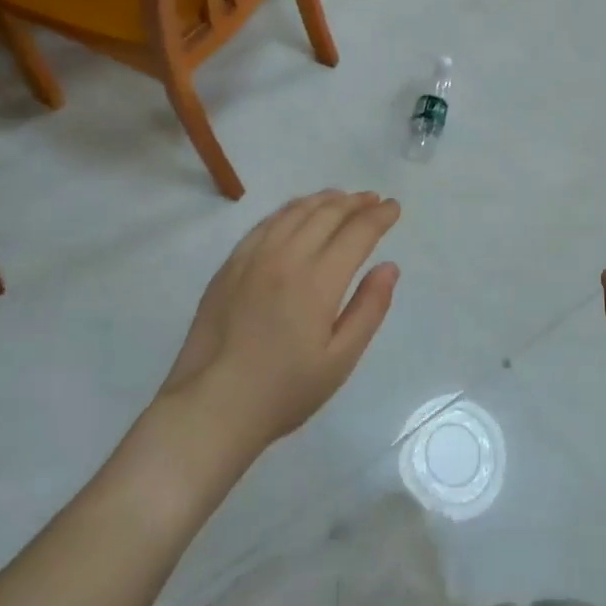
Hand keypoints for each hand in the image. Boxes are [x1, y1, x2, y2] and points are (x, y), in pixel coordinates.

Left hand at [160, 190, 400, 462]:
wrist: (211, 407)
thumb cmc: (283, 391)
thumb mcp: (339, 360)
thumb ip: (369, 308)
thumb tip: (389, 267)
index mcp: (317, 281)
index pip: (357, 232)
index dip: (379, 216)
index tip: (394, 207)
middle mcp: (286, 257)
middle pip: (326, 214)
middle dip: (355, 202)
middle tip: (373, 199)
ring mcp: (253, 257)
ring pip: (294, 212)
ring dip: (323, 200)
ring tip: (342, 198)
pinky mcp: (230, 265)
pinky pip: (265, 223)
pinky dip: (290, 210)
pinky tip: (297, 213)